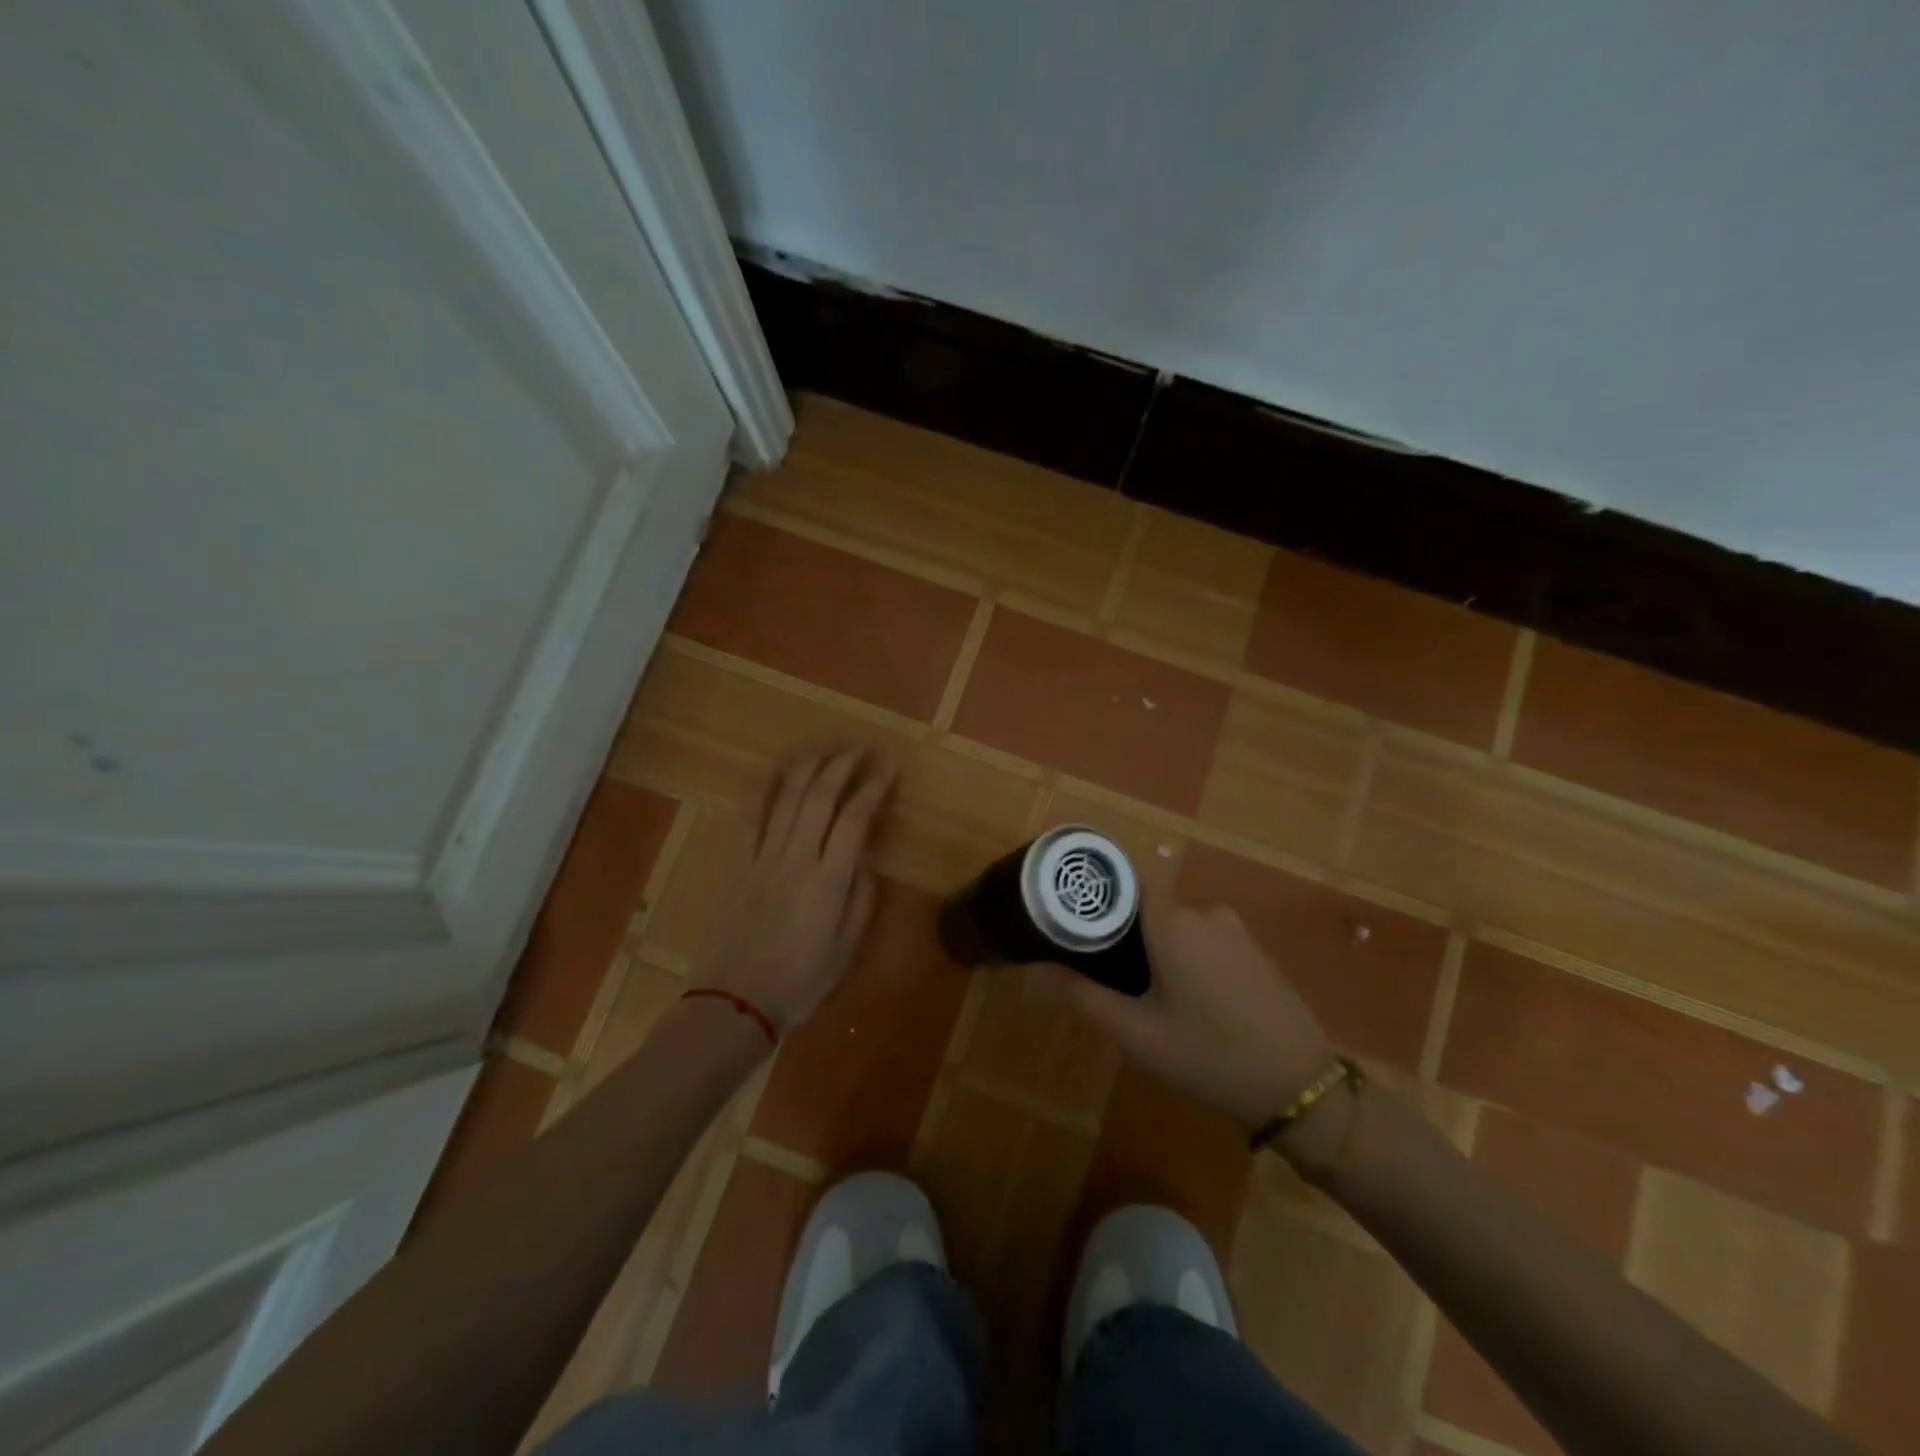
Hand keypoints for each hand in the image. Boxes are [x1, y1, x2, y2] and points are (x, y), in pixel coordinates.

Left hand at [690, 746, 895, 1032]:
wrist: (734, 1001)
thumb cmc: (801, 981)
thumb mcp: (847, 947)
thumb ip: (861, 897)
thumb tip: (865, 856)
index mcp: (829, 880)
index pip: (855, 818)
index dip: (873, 787)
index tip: (888, 767)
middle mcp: (797, 857)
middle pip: (821, 797)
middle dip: (843, 765)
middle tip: (860, 747)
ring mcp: (763, 857)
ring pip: (788, 798)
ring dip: (809, 766)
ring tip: (826, 747)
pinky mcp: (738, 863)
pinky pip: (749, 817)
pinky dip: (761, 788)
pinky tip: (772, 767)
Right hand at [1047, 901, 1336, 1133]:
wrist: (1300, 1089)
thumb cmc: (1209, 1056)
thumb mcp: (1137, 1034)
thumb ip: (1083, 996)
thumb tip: (1035, 971)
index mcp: (1173, 922)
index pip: (1121, 884)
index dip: (1092, 897)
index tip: (1066, 918)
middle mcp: (1203, 912)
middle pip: (1145, 907)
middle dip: (1120, 933)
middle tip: (1098, 973)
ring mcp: (1234, 930)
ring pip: (1174, 925)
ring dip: (1153, 949)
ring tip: (1137, 992)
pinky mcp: (1253, 950)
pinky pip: (1203, 939)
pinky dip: (1183, 956)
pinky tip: (1182, 999)